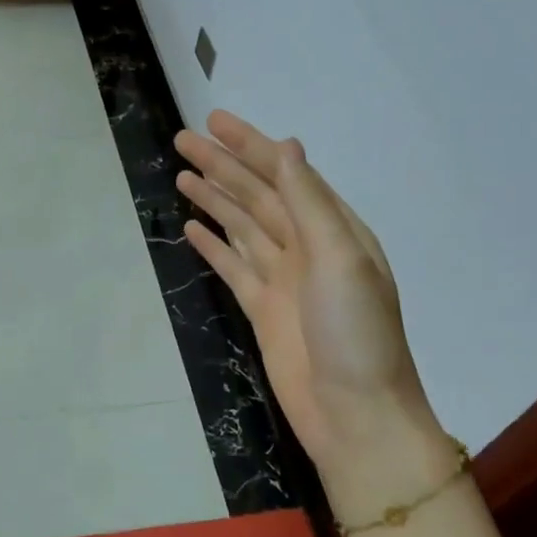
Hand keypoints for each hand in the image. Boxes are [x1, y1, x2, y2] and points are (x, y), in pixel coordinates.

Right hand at [174, 111, 442, 483]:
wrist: (355, 414)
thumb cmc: (356, 334)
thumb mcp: (341, 259)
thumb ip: (310, 204)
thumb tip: (288, 148)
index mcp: (333, 229)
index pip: (285, 174)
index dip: (250, 146)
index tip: (215, 122)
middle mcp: (307, 247)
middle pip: (257, 196)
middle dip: (223, 166)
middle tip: (183, 140)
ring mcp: (282, 279)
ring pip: (241, 227)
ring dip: (214, 199)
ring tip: (181, 175)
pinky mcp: (261, 309)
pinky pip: (233, 266)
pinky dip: (213, 245)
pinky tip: (192, 227)